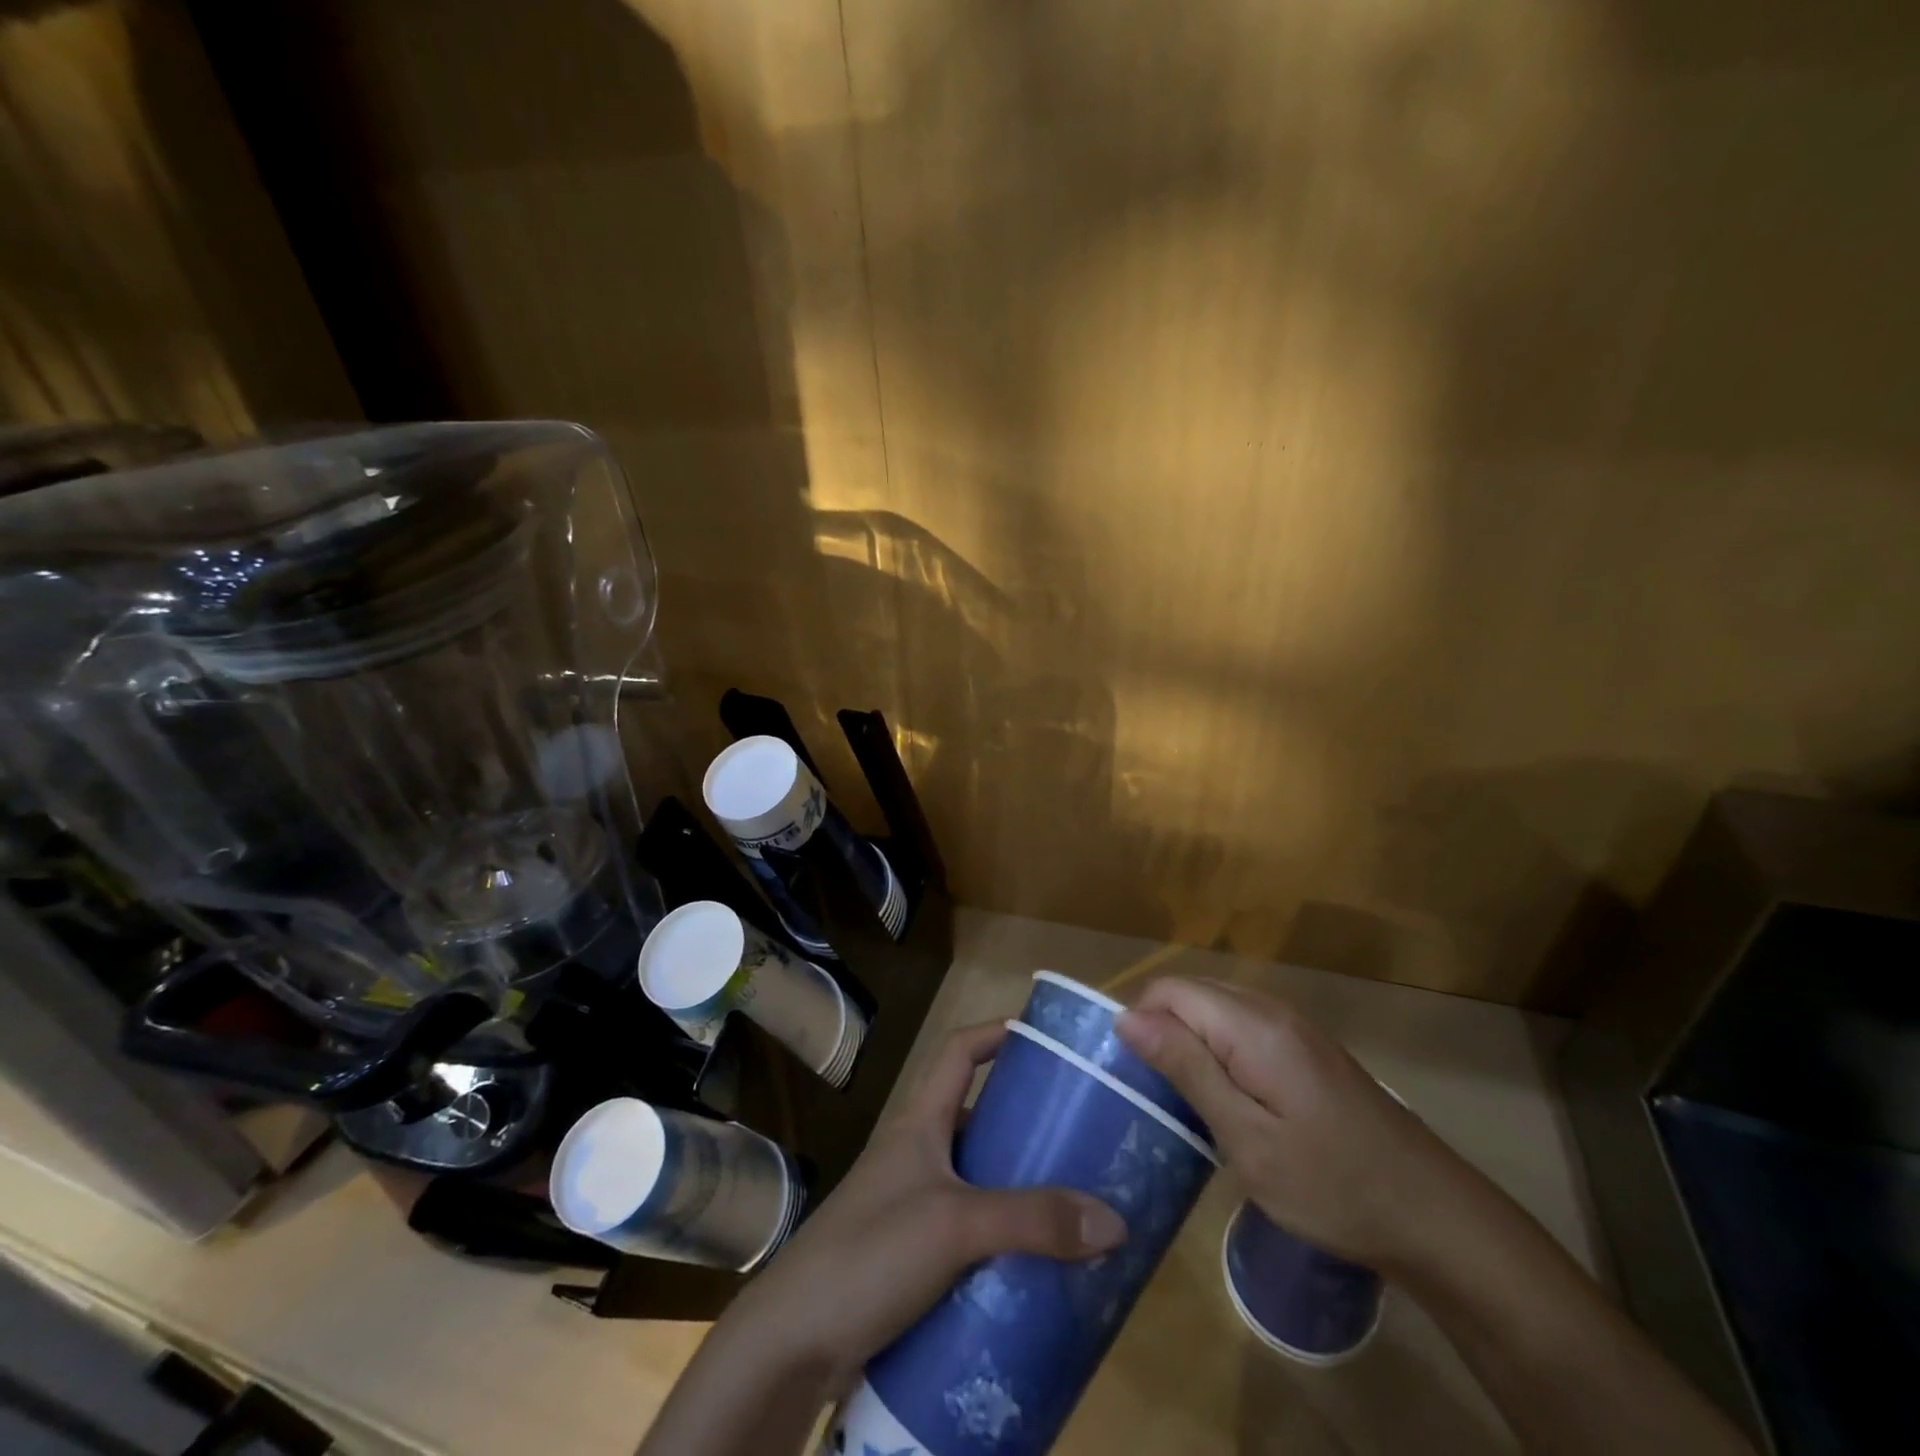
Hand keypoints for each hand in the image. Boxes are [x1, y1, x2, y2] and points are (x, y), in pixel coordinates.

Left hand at [728, 1021, 1128, 1388]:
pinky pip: (967, 1233)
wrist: (792, 1342)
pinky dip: (1000, 1239)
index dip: (996, 1032)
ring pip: (975, 1180)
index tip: (1044, 1038)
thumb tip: (1114, 1220)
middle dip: (1023, 1123)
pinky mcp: (910, 1256)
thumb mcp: (955, 1225)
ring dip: (1016, 1188)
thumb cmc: (870, 1252)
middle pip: (975, 1117)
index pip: (958, 1052)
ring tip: (1071, 1204)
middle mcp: (916, 1154)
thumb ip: (1031, 1220)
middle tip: (1079, 1138)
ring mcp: (910, 1205)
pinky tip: (1034, 1265)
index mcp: (920, 1123)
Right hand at [1117, 978, 1467, 1269]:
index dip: (1141, 1025)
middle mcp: (1272, 1010)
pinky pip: (1242, 1026)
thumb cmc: (1333, 1186)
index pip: (1169, 990)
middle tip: (1162, 1098)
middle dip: (1163, 1032)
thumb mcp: (1247, 1138)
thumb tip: (1127, 1017)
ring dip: (1191, 1043)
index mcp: (1253, 1025)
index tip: (1139, 1081)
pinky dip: (1220, 1051)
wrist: (1436, 1217)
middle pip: (1191, 993)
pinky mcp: (1308, 1048)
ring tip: (1189, 1102)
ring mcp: (1295, 1027)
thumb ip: (1187, 1069)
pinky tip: (1230, 1100)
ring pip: (1216, 1008)